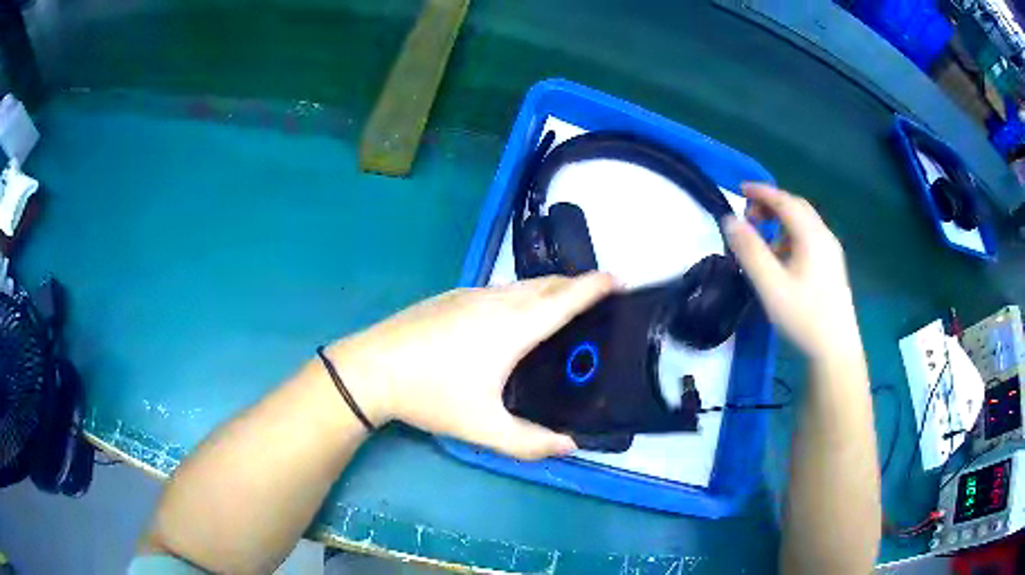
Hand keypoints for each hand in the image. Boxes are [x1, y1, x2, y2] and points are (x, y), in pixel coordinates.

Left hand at [326, 273, 618, 459]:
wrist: (372, 368)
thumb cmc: (430, 395)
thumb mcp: (483, 428)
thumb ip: (530, 442)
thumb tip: (570, 446)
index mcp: (512, 328)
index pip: (565, 299)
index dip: (595, 287)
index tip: (619, 280)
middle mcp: (496, 301)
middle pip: (547, 284)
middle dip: (576, 285)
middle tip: (596, 296)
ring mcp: (470, 294)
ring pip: (521, 284)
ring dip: (548, 288)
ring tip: (561, 305)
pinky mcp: (451, 296)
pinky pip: (499, 289)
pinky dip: (521, 294)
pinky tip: (513, 315)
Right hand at [724, 183, 862, 363]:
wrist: (835, 350)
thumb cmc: (803, 316)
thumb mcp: (770, 285)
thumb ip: (749, 251)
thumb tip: (729, 220)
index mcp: (811, 235)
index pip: (784, 201)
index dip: (761, 192)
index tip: (739, 189)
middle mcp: (824, 236)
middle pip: (797, 208)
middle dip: (771, 205)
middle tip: (749, 215)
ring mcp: (831, 252)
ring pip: (804, 224)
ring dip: (781, 222)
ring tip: (762, 239)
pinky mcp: (832, 267)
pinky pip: (809, 239)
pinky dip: (791, 236)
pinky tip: (783, 259)